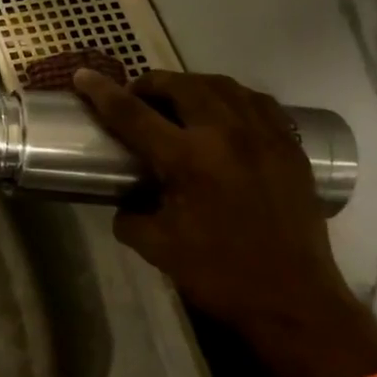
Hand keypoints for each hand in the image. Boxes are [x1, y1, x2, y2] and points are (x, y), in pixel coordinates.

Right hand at [74, 69, 368, 349]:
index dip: (103, 92)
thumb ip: (130, 215)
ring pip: (223, 86)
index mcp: (189, 160)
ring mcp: (266, 137)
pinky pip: (258, 103)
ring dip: (191, 85)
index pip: (133, 114)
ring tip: (176, 100)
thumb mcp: (156, 247)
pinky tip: (223, 113)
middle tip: (135, 97)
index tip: (83, 75)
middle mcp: (228, 135)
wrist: (294, 301)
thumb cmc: (218, 275)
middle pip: (182, 86)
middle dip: (151, 83)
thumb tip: (126, 201)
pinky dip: (232, 98)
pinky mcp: (291, 148)